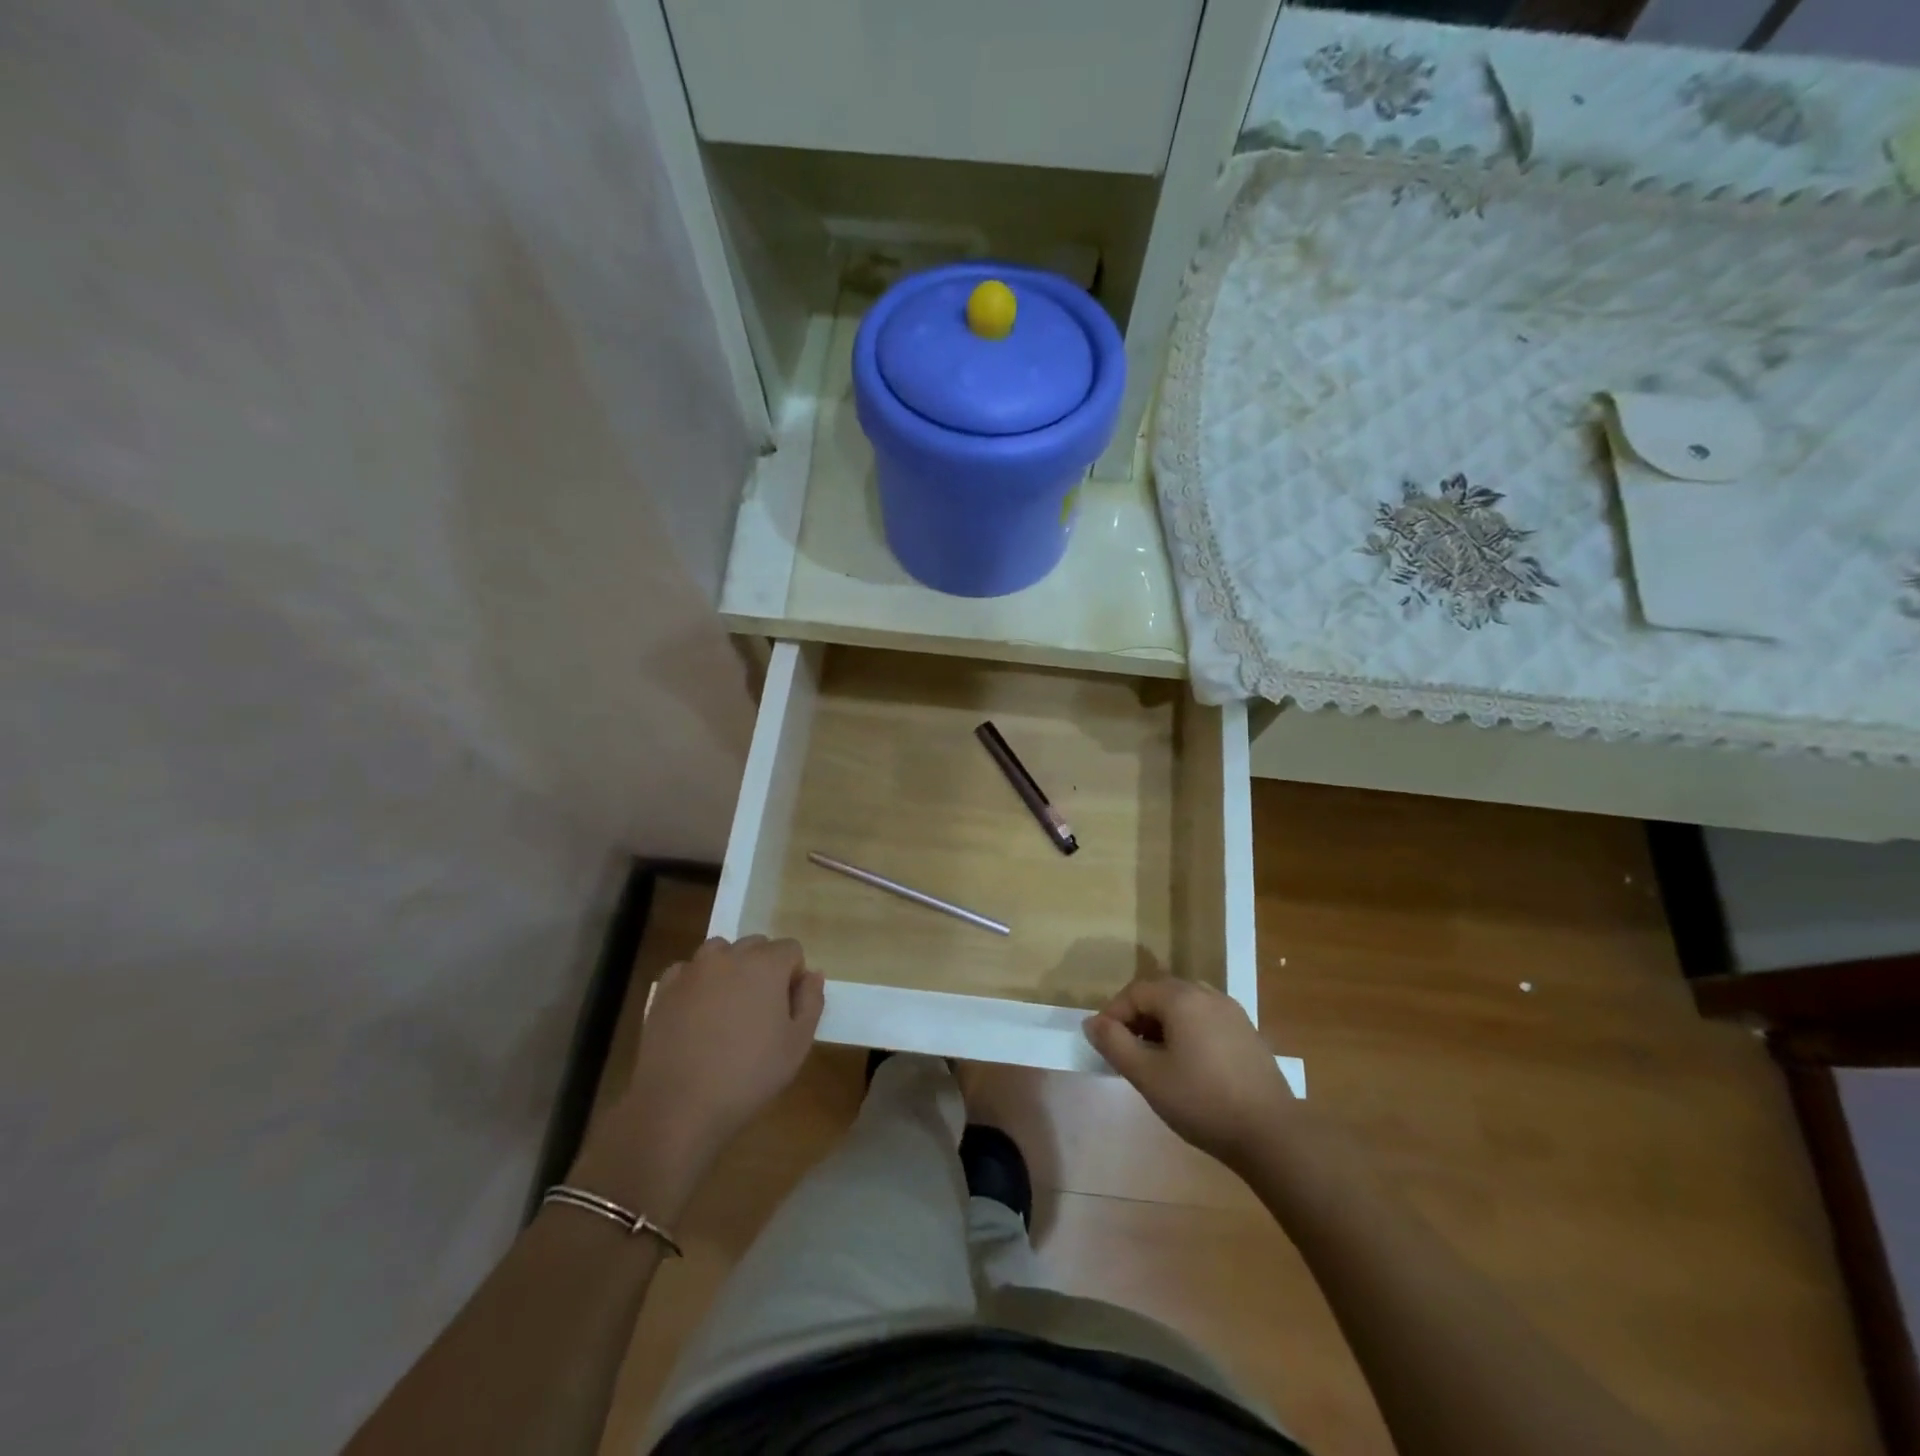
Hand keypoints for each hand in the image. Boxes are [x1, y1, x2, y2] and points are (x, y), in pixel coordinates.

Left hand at [573, 936, 823, 1218]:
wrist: (680, 1106)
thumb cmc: (749, 1075)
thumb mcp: (798, 1044)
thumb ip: (811, 1001)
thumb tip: (812, 974)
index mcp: (765, 964)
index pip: (791, 949)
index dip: (794, 976)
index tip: (787, 1008)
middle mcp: (729, 956)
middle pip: (756, 945)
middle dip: (764, 968)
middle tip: (760, 1010)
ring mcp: (692, 970)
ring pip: (720, 952)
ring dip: (730, 969)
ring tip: (728, 1008)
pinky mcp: (664, 989)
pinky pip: (687, 970)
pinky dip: (696, 982)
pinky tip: (696, 1013)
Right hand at [1083, 977, 1293, 1168]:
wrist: (1272, 1134)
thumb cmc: (1202, 1101)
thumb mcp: (1148, 1075)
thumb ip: (1115, 1044)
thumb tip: (1092, 1022)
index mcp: (1182, 998)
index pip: (1135, 991)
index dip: (1114, 1013)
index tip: (1104, 1044)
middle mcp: (1207, 994)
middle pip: (1161, 993)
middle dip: (1137, 1017)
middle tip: (1126, 1051)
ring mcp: (1232, 1012)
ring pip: (1184, 1006)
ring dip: (1162, 1024)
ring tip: (1154, 1059)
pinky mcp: (1247, 1033)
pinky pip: (1205, 1019)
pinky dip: (1186, 1031)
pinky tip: (1187, 1066)